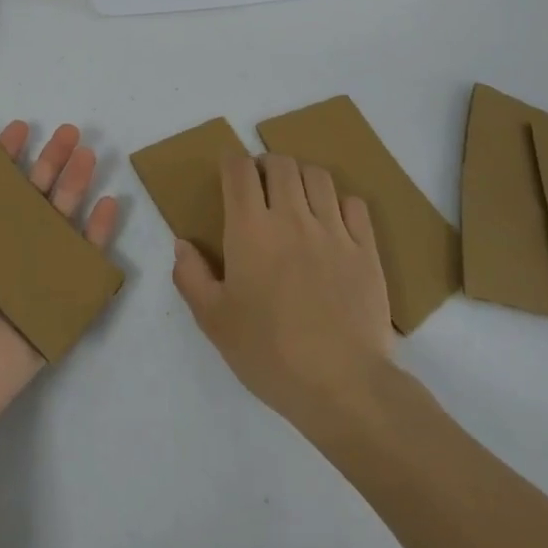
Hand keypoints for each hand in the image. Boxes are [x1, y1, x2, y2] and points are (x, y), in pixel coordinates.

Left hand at [0, 122, 120, 424]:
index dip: (6, 155)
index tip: (20, 127)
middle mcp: (1, 247)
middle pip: (33, 194)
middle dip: (51, 161)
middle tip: (69, 132)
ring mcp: (31, 272)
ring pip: (61, 218)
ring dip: (76, 184)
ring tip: (88, 155)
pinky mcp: (55, 298)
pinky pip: (82, 260)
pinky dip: (98, 233)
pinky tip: (108, 204)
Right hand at [172, 153, 393, 428]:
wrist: (343, 386)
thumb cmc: (269, 353)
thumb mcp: (214, 321)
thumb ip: (191, 277)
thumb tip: (182, 244)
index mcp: (250, 229)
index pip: (239, 169)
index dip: (231, 162)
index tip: (228, 174)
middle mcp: (291, 217)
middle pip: (281, 163)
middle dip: (266, 165)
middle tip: (261, 187)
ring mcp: (333, 231)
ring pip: (318, 176)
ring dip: (302, 177)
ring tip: (296, 198)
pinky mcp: (366, 250)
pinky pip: (355, 204)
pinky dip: (340, 202)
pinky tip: (332, 222)